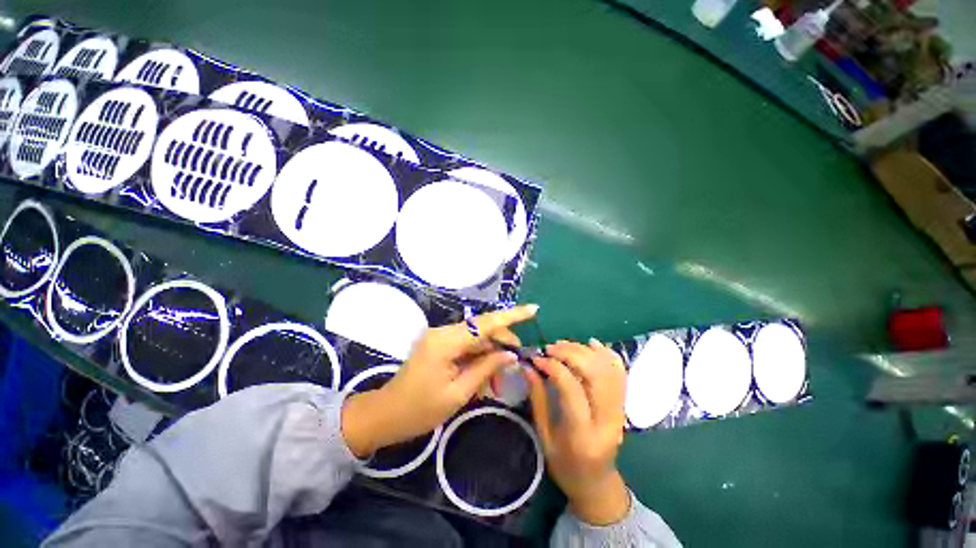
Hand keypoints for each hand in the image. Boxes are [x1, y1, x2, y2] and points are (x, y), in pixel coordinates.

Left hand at [342, 304, 537, 457]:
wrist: (388, 415)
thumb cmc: (422, 409)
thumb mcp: (459, 393)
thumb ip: (485, 369)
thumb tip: (510, 354)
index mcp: (445, 341)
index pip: (485, 323)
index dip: (512, 316)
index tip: (535, 309)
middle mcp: (441, 334)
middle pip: (482, 331)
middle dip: (502, 347)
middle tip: (517, 368)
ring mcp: (438, 341)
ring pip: (475, 342)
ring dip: (490, 360)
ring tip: (497, 387)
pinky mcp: (437, 351)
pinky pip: (464, 351)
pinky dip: (478, 364)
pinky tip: (484, 384)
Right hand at [524, 339, 630, 525]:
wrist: (596, 482)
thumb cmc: (564, 468)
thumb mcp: (545, 439)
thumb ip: (539, 403)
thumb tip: (529, 369)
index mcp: (582, 434)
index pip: (572, 390)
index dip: (554, 368)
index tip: (537, 359)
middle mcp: (606, 419)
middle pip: (596, 374)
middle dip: (572, 354)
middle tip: (550, 348)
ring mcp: (620, 411)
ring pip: (610, 371)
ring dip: (588, 351)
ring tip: (565, 345)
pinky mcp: (624, 407)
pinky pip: (621, 375)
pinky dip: (608, 356)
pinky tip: (592, 345)